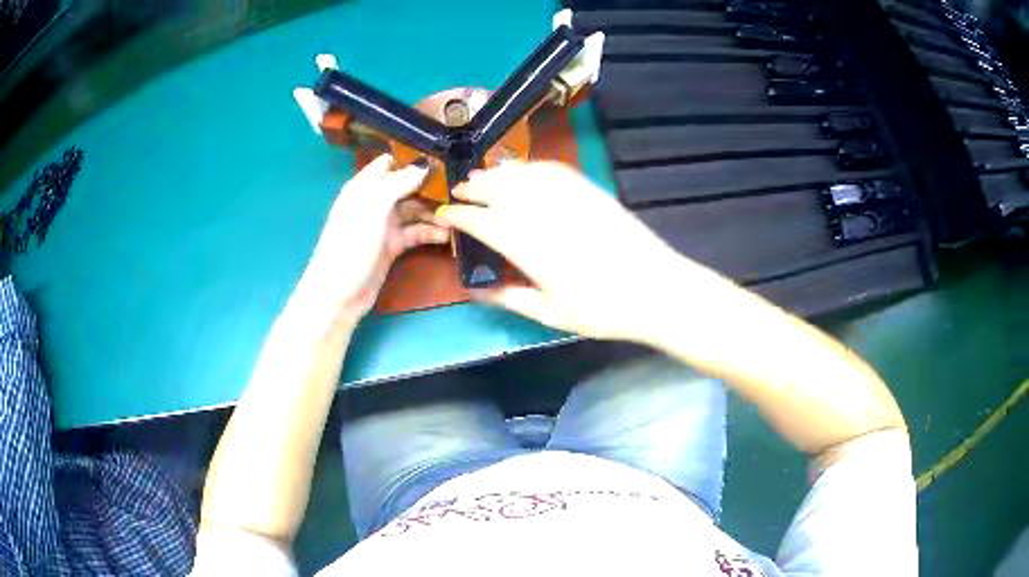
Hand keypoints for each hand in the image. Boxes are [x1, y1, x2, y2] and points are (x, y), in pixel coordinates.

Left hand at [299, 155, 448, 328]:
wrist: (338, 293)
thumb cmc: (351, 244)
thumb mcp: (373, 208)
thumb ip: (398, 183)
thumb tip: (425, 164)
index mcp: (364, 187)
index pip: (390, 163)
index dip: (413, 159)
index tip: (443, 158)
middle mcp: (374, 202)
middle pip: (406, 186)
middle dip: (430, 186)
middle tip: (460, 188)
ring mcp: (383, 225)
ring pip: (414, 210)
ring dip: (433, 211)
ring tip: (458, 215)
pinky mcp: (392, 246)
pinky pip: (415, 233)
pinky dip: (430, 232)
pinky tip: (448, 234)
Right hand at [437, 161, 702, 341]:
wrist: (657, 290)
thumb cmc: (603, 310)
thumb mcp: (551, 314)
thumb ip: (510, 298)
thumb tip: (476, 291)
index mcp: (531, 249)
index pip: (485, 223)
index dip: (461, 217)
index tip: (445, 215)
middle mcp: (546, 216)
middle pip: (501, 192)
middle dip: (475, 188)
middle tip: (459, 189)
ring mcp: (571, 199)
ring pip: (525, 176)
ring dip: (499, 173)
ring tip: (483, 175)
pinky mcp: (591, 192)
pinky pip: (555, 171)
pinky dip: (533, 167)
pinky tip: (524, 170)